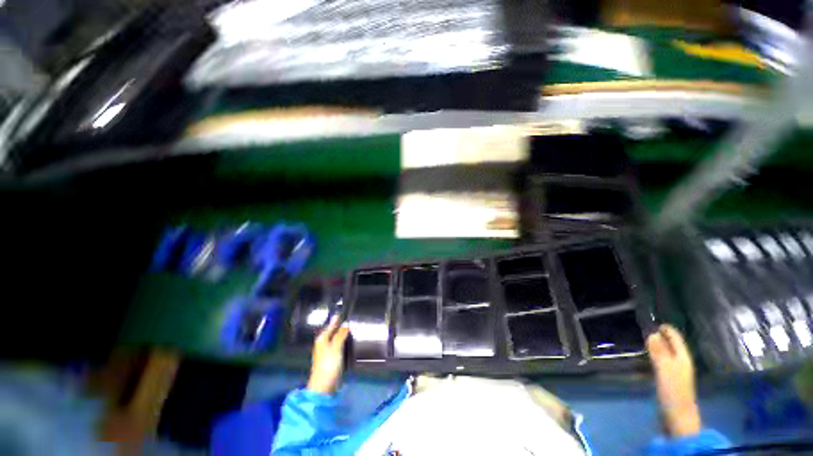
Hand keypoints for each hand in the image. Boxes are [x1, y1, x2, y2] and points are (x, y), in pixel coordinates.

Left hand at [306, 316, 349, 393]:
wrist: (324, 386)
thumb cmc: (328, 364)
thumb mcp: (335, 347)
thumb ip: (340, 334)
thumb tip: (346, 323)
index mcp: (322, 338)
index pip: (331, 324)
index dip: (338, 318)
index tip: (347, 310)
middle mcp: (324, 343)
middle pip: (334, 331)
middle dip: (342, 325)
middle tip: (354, 318)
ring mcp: (328, 351)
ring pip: (337, 338)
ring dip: (344, 334)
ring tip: (355, 327)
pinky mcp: (332, 359)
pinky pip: (340, 346)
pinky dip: (345, 342)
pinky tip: (352, 341)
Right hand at [647, 324, 701, 436]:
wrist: (678, 417)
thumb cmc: (673, 391)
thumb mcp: (665, 370)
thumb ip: (659, 352)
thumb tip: (652, 333)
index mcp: (683, 359)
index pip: (676, 339)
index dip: (668, 330)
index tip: (656, 322)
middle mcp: (682, 363)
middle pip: (672, 346)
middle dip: (662, 338)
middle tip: (647, 329)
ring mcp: (677, 373)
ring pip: (668, 355)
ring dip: (659, 348)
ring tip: (646, 342)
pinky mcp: (670, 382)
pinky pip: (663, 363)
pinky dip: (656, 357)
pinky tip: (649, 359)